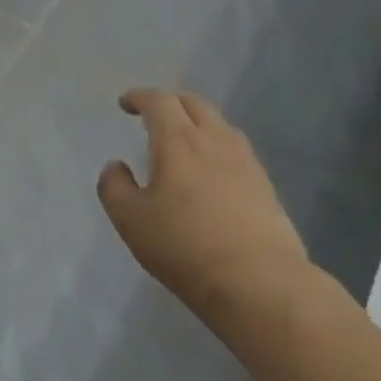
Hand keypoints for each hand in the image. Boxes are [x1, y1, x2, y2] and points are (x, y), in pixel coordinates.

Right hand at [98, 89, 311, 325]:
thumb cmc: (185, 246)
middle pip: (194, 104)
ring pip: (220, 125)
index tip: (125, 103)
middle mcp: (215, 141)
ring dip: (197, 122)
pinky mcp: (266, 187)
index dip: (139, 97)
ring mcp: (246, 163)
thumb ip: (114, 187)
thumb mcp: (131, 220)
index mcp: (178, 141)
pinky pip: (236, 151)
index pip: (159, 102)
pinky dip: (217, 147)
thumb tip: (116, 166)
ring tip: (183, 140)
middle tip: (152, 114)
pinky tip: (211, 171)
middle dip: (170, 102)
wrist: (260, 283)